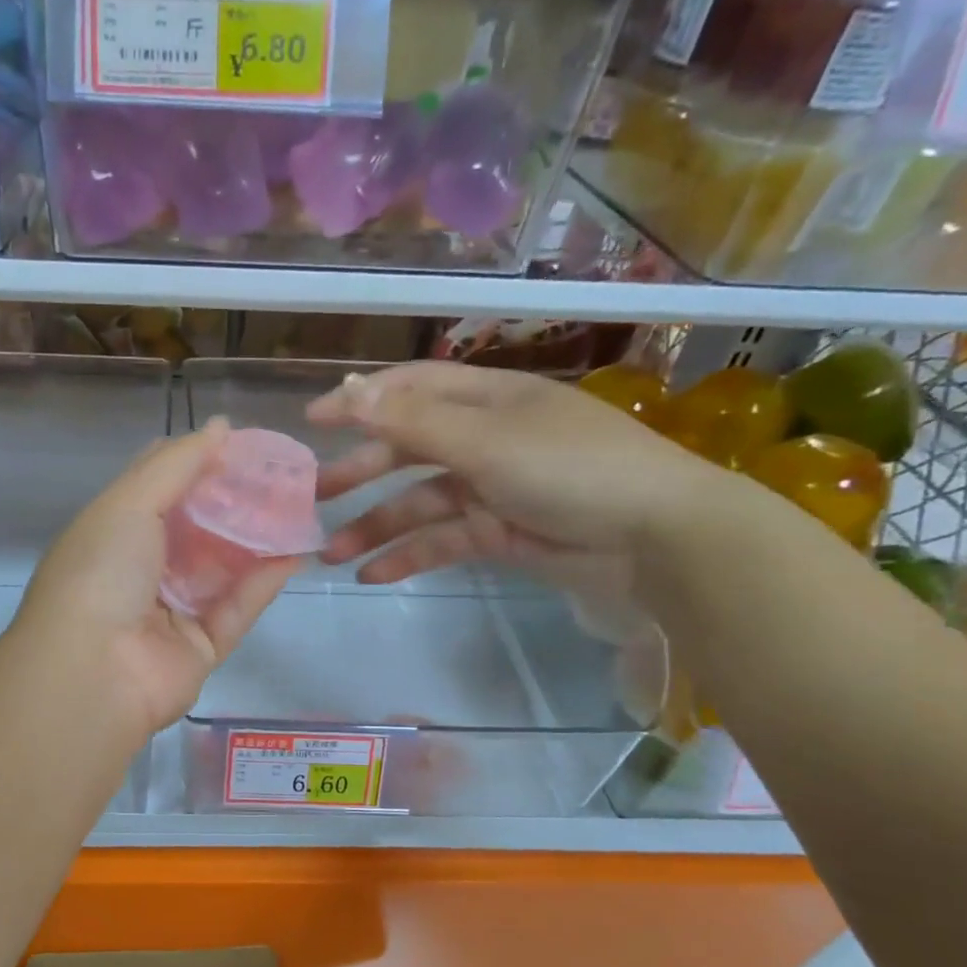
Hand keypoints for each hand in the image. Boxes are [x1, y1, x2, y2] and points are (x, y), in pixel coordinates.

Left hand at [12, 419, 300, 738]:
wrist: (93, 671)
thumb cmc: (102, 572)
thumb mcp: (129, 502)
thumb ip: (176, 464)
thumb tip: (220, 427)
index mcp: (114, 532)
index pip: (161, 488)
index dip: (199, 463)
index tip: (243, 444)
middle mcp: (142, 570)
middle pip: (198, 528)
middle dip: (236, 501)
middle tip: (283, 475)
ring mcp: (172, 611)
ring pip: (223, 568)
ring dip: (257, 538)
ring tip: (301, 506)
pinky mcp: (201, 647)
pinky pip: (238, 609)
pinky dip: (264, 582)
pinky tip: (296, 552)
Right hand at [306, 362, 742, 586]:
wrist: (654, 537)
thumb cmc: (571, 468)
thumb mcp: (487, 440)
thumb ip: (414, 422)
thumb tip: (350, 393)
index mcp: (485, 400)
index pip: (410, 390)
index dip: (360, 402)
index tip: (312, 423)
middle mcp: (483, 438)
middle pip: (406, 450)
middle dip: (359, 472)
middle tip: (312, 498)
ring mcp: (489, 488)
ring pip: (417, 504)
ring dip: (374, 527)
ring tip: (330, 554)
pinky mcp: (496, 532)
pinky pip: (440, 542)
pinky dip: (407, 557)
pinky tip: (372, 575)